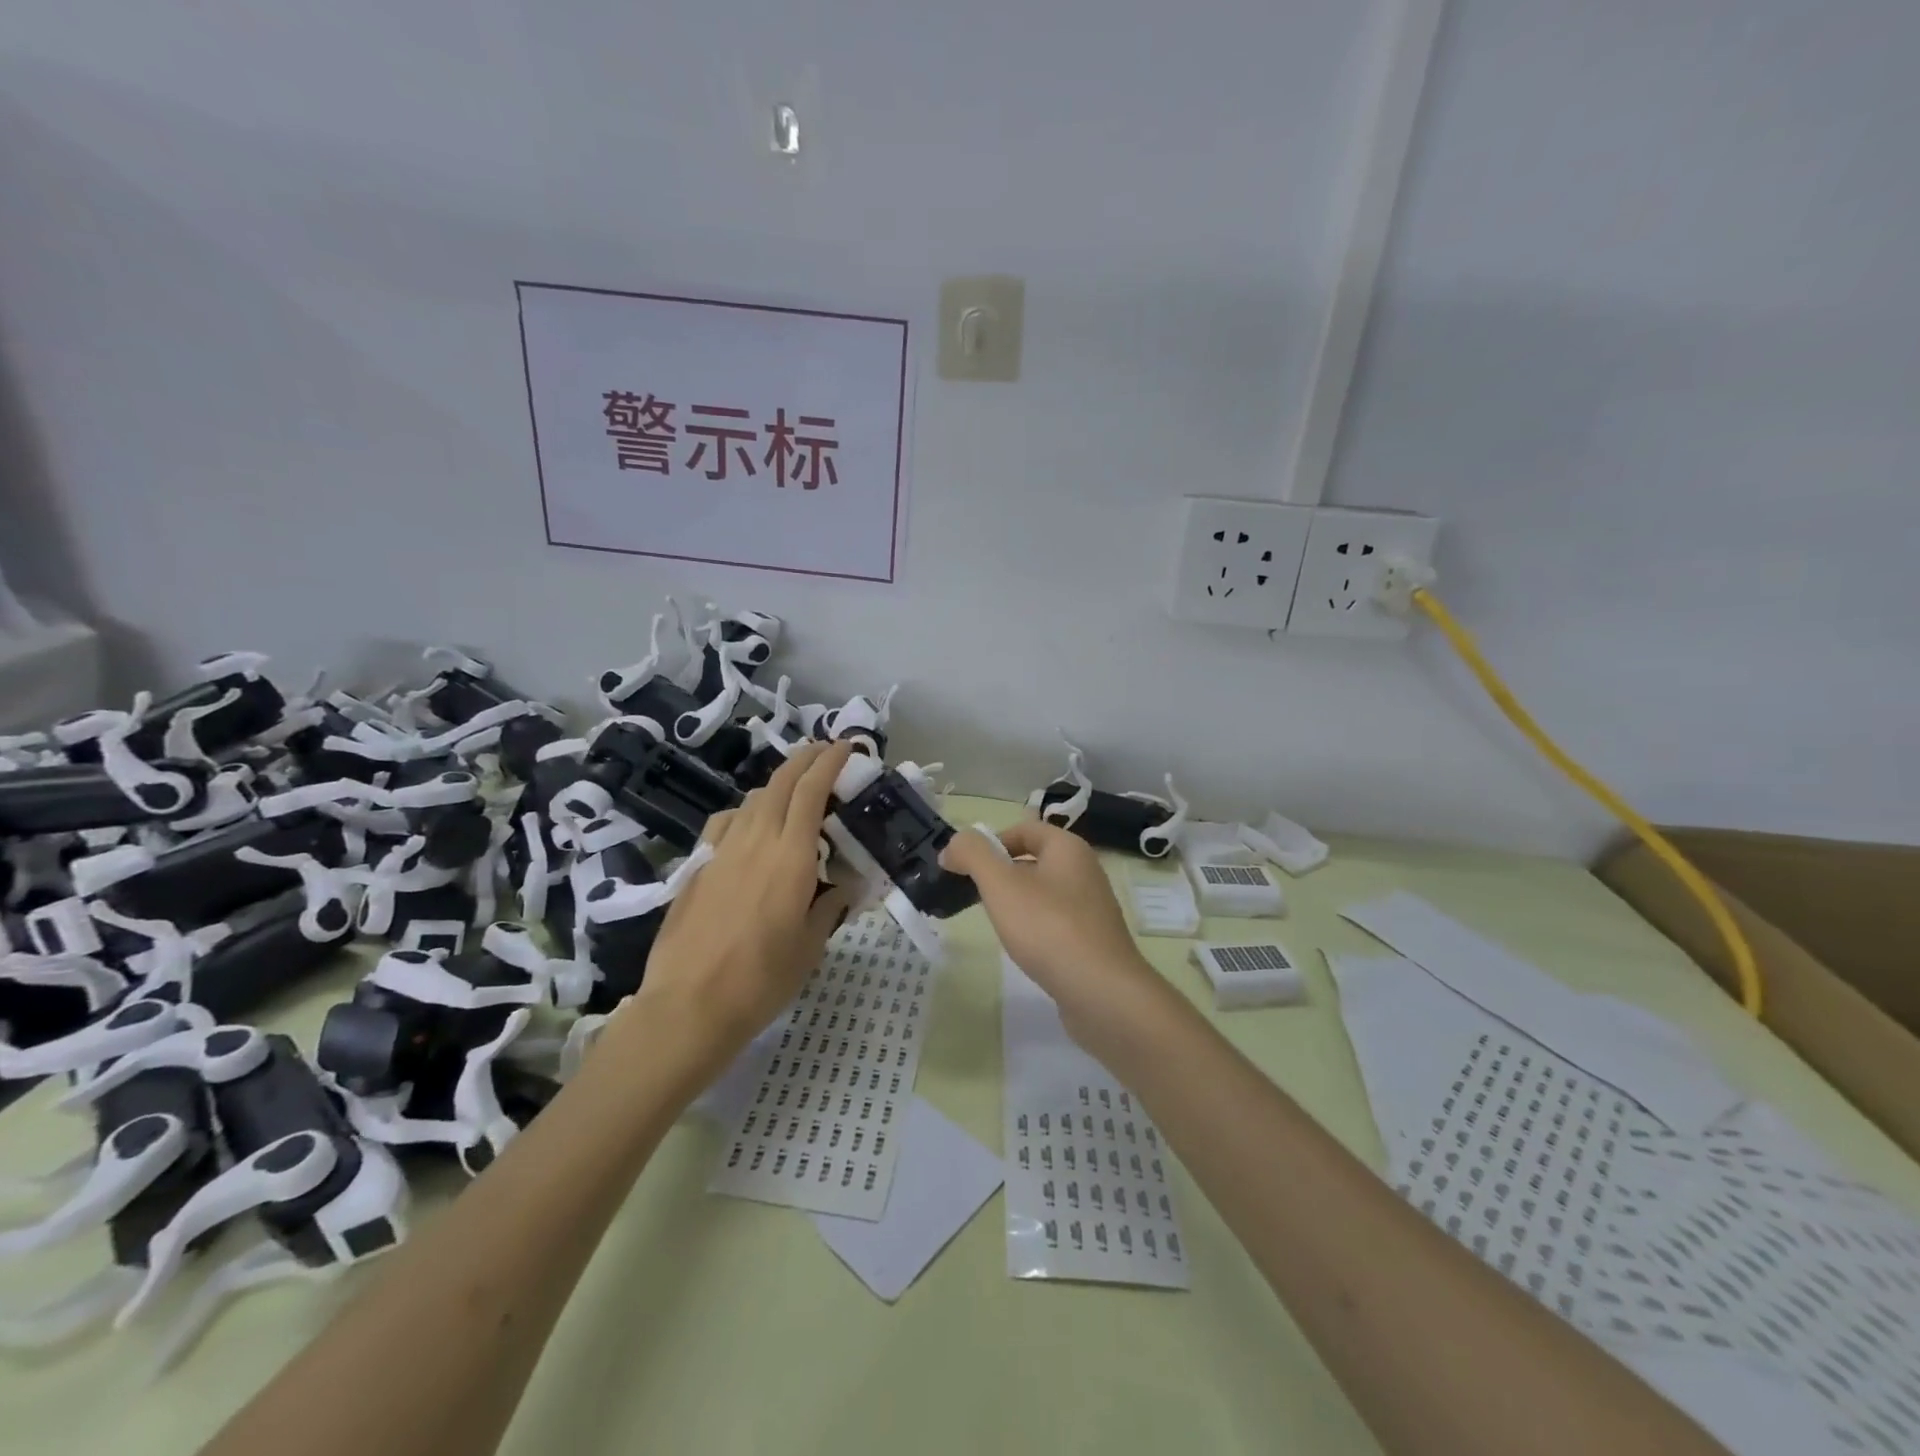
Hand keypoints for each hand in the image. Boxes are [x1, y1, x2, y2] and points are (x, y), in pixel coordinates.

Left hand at [631, 741, 855, 1075]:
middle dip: (805, 759)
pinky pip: (726, 822)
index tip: (846, 746)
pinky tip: (749, 827)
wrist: (689, 1005)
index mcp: (791, 855)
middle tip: (825, 753)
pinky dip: (746, 811)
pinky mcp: (697, 866)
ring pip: (752, 798)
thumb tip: (844, 884)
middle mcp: (756, 840)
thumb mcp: (811, 946)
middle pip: (780, 782)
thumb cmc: (761, 979)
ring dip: (777, 784)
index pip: (812, 790)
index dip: (830, 761)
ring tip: (794, 792)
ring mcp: (721, 850)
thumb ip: (830, 905)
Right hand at [939, 819, 1161, 1019]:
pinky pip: (1056, 921)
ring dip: (1016, 902)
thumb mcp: (1001, 884)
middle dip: (1001, 873)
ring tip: (997, 924)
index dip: (990, 842)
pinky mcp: (1093, 939)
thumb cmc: (1049, 928)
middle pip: (1033, 859)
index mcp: (1068, 847)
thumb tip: (954, 845)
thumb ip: (973, 855)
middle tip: (975, 896)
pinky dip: (1035, 928)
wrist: (1103, 993)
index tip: (964, 868)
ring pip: (1043, 892)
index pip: (1023, 829)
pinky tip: (1024, 948)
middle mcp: (1085, 870)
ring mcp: (1092, 907)